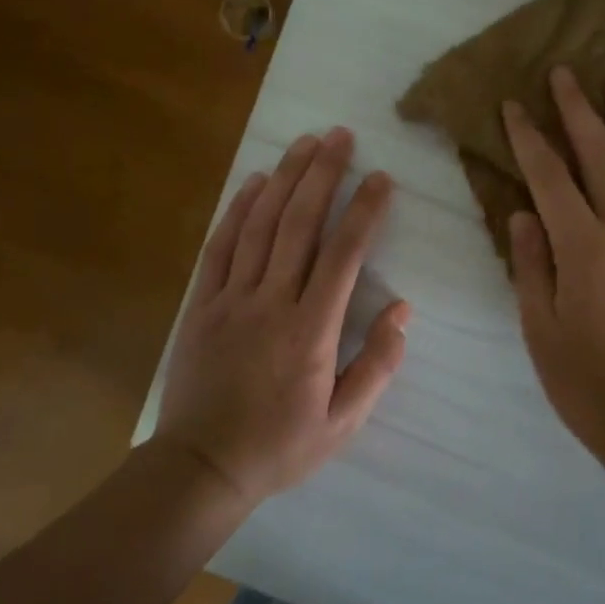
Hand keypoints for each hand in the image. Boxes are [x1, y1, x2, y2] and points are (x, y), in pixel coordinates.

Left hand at [156, 128, 408, 505]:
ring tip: (305, 142)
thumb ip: (377, 364)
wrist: (201, 467)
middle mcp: (271, 302)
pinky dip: (238, 209)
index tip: (381, 178)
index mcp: (311, 330)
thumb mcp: (343, 422)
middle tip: (340, 136)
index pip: (343, 254)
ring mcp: (231, 298)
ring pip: (260, 225)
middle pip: (299, 223)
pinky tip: (255, 181)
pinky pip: (221, 246)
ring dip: (285, 178)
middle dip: (323, 174)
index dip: (364, 210)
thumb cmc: (281, 446)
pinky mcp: (202, 304)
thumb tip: (403, 309)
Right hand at [503, 68, 604, 467]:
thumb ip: (531, 266)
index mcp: (583, 251)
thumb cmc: (589, 385)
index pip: (550, 179)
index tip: (515, 106)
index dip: (530, 138)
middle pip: (602, 159)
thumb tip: (522, 214)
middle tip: (567, 74)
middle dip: (580, 112)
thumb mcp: (540, 330)